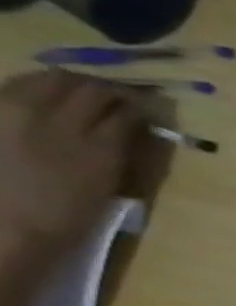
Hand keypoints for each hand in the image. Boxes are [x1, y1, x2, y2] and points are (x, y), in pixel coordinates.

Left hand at [0, 71, 140, 256]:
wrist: (3, 226)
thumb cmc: (62, 216)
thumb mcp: (105, 187)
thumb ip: (119, 153)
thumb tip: (135, 128)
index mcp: (97, 148)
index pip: (128, 110)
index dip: (142, 106)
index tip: (151, 108)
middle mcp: (57, 121)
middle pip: (89, 86)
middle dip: (108, 90)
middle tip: (119, 99)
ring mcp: (14, 112)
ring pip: (49, 79)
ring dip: (71, 84)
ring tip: (80, 96)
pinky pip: (15, 88)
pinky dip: (35, 89)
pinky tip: (42, 102)